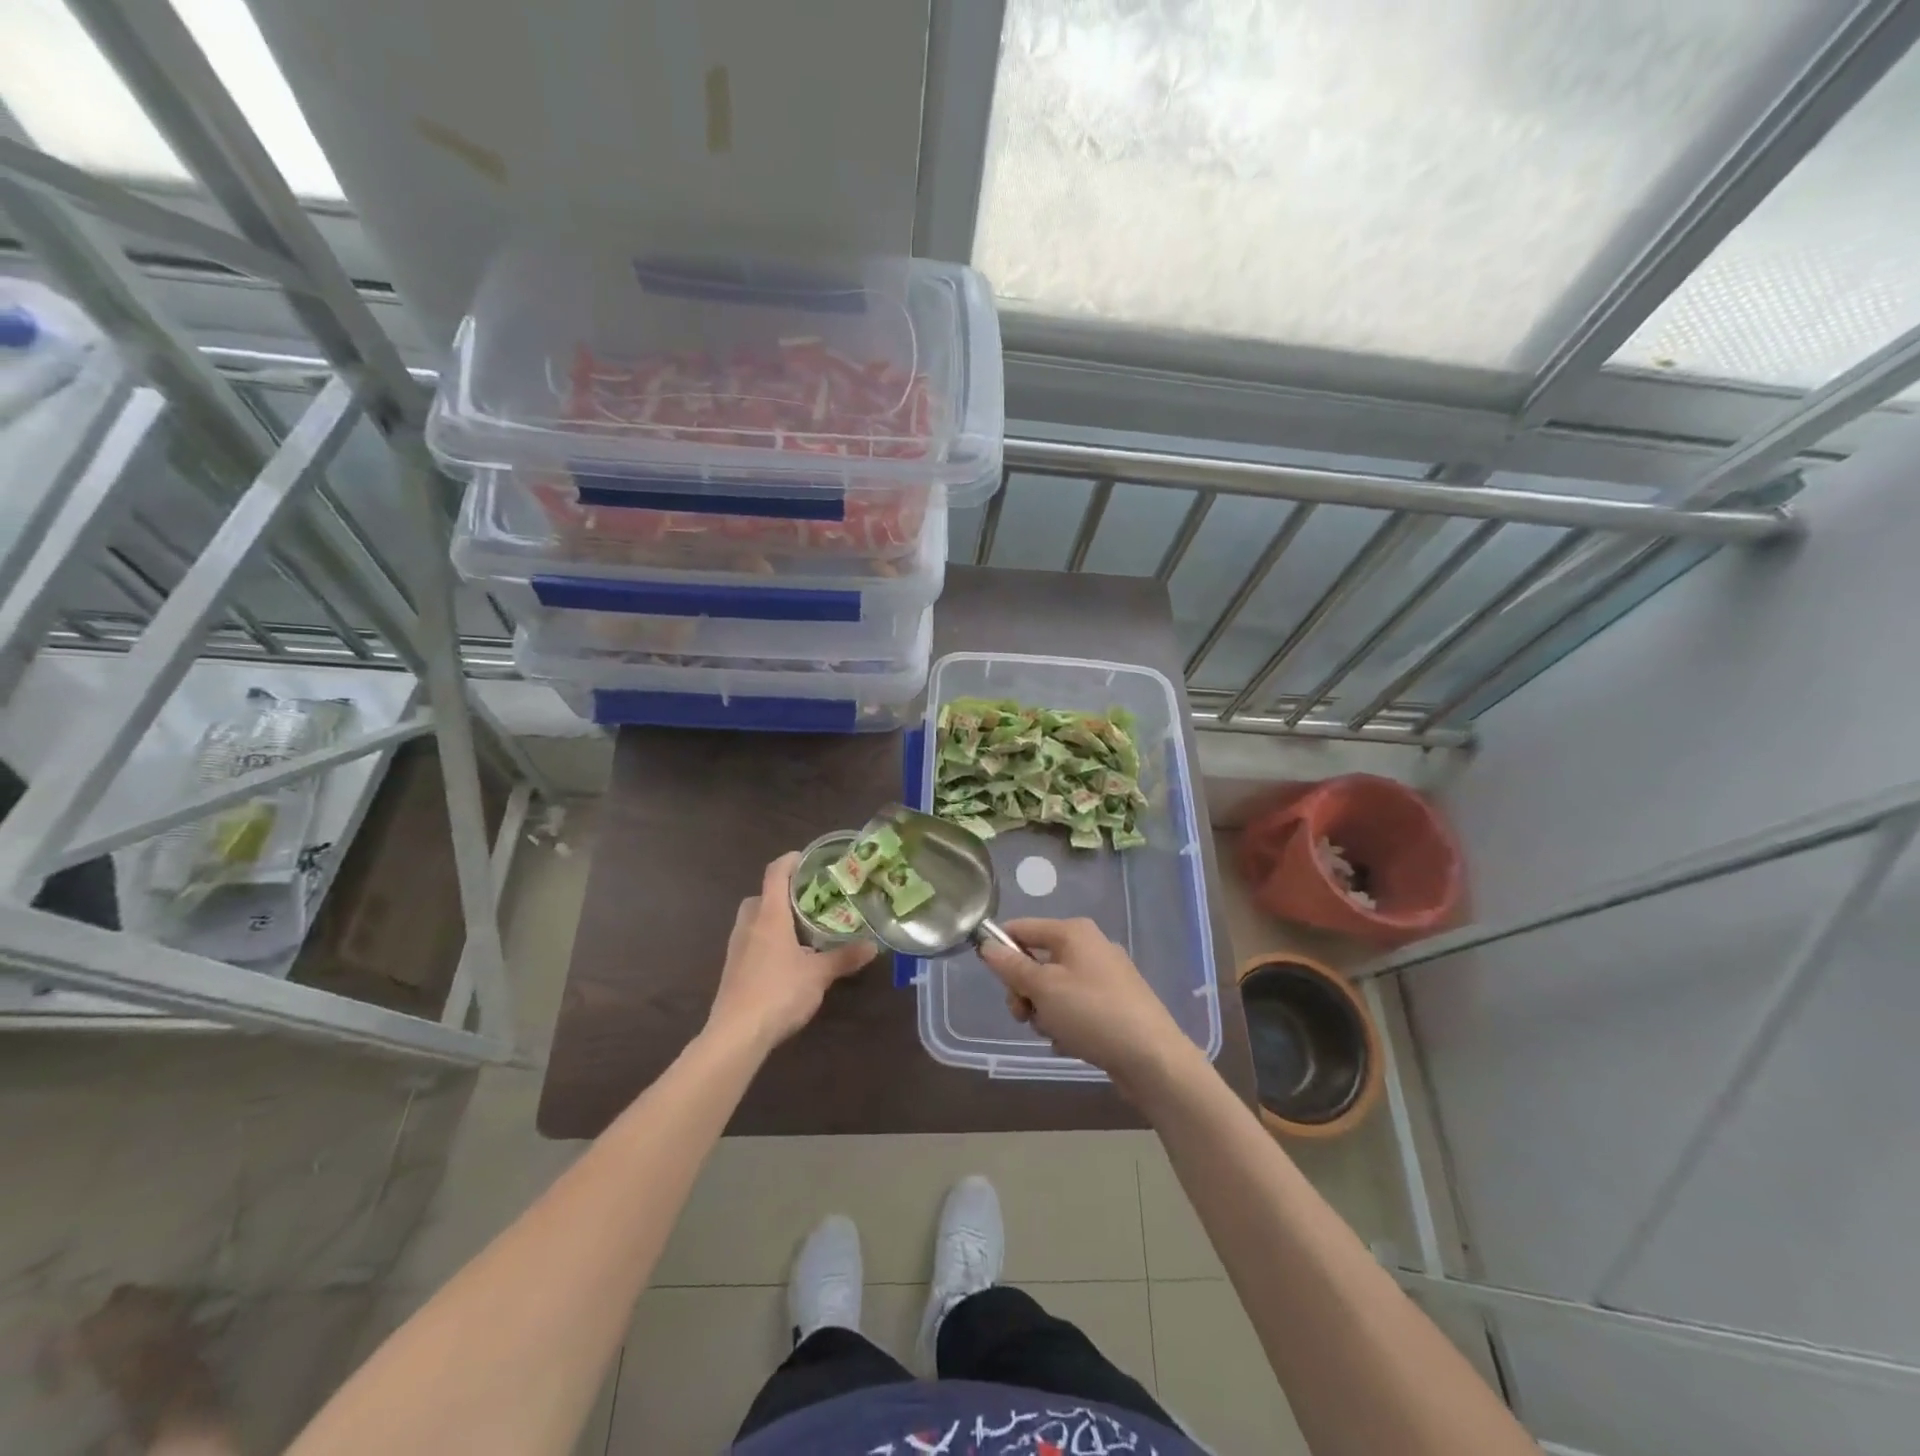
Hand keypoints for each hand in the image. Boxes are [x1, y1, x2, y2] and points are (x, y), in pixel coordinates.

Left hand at [705, 852, 876, 1052]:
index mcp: (769, 915)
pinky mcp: (732, 969)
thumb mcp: (819, 975)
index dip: (790, 861)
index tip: (808, 859)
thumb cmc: (779, 992)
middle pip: (761, 896)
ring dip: (773, 919)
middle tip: (808, 901)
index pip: (775, 873)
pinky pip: (750, 942)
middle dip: (781, 894)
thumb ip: (845, 958)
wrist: (736, 1035)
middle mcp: (749, 925)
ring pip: (753, 920)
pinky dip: (766, 941)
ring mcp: (736, 948)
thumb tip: (874, 946)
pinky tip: (786, 960)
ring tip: (801, 930)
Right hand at [977, 918, 1203, 1098]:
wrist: (1152, 1058)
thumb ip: (1011, 966)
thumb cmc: (1092, 1013)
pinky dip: (1067, 1024)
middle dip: (1025, 991)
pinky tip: (1073, 1044)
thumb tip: (986, 944)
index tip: (992, 980)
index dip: (1001, 950)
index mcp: (1073, 932)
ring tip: (1055, 1034)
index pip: (1022, 928)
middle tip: (1024, 1015)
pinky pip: (1075, 1007)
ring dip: (1045, 1013)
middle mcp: (1090, 946)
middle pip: (1036, 962)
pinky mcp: (1114, 1004)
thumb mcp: (1043, 988)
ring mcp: (1105, 976)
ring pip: (1054, 989)